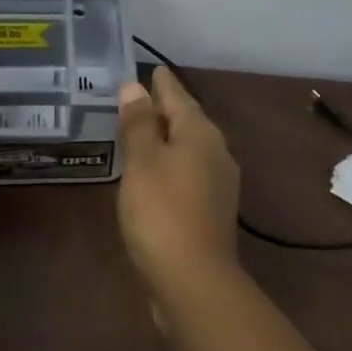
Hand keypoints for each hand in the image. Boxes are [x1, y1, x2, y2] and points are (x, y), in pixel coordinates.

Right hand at [116, 67, 240, 300]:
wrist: (194, 281)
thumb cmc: (163, 211)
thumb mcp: (143, 161)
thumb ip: (139, 123)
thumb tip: (134, 87)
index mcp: (201, 134)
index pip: (178, 96)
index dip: (161, 83)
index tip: (152, 68)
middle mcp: (216, 153)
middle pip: (186, 121)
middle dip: (163, 109)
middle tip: (136, 98)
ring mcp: (217, 185)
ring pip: (187, 149)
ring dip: (165, 139)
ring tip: (139, 132)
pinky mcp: (209, 212)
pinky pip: (186, 174)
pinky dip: (167, 166)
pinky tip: (150, 174)